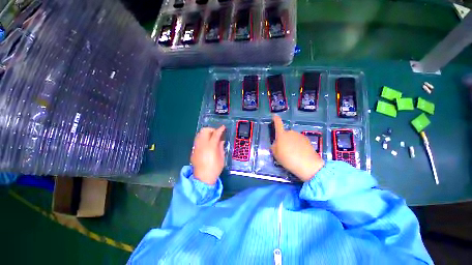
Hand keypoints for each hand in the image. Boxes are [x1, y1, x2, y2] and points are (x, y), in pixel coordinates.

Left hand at [191, 126, 225, 184]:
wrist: (202, 178)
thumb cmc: (215, 169)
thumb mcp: (221, 158)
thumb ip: (221, 147)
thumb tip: (221, 140)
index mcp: (211, 146)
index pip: (215, 134)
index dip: (220, 129)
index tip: (223, 127)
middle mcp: (202, 144)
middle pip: (204, 131)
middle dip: (211, 129)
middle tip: (216, 133)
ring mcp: (196, 147)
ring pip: (199, 134)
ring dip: (206, 133)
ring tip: (211, 137)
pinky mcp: (193, 150)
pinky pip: (197, 140)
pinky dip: (202, 138)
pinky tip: (206, 143)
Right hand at [271, 115, 323, 181]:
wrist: (308, 165)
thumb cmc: (288, 159)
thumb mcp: (276, 154)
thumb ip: (274, 146)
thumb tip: (277, 143)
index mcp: (282, 135)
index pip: (278, 123)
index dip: (275, 119)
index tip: (274, 116)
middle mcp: (291, 132)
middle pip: (285, 134)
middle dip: (283, 139)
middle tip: (283, 150)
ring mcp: (300, 136)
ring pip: (292, 138)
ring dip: (291, 143)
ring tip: (292, 154)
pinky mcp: (307, 140)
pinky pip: (299, 141)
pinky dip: (298, 145)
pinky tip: (299, 154)